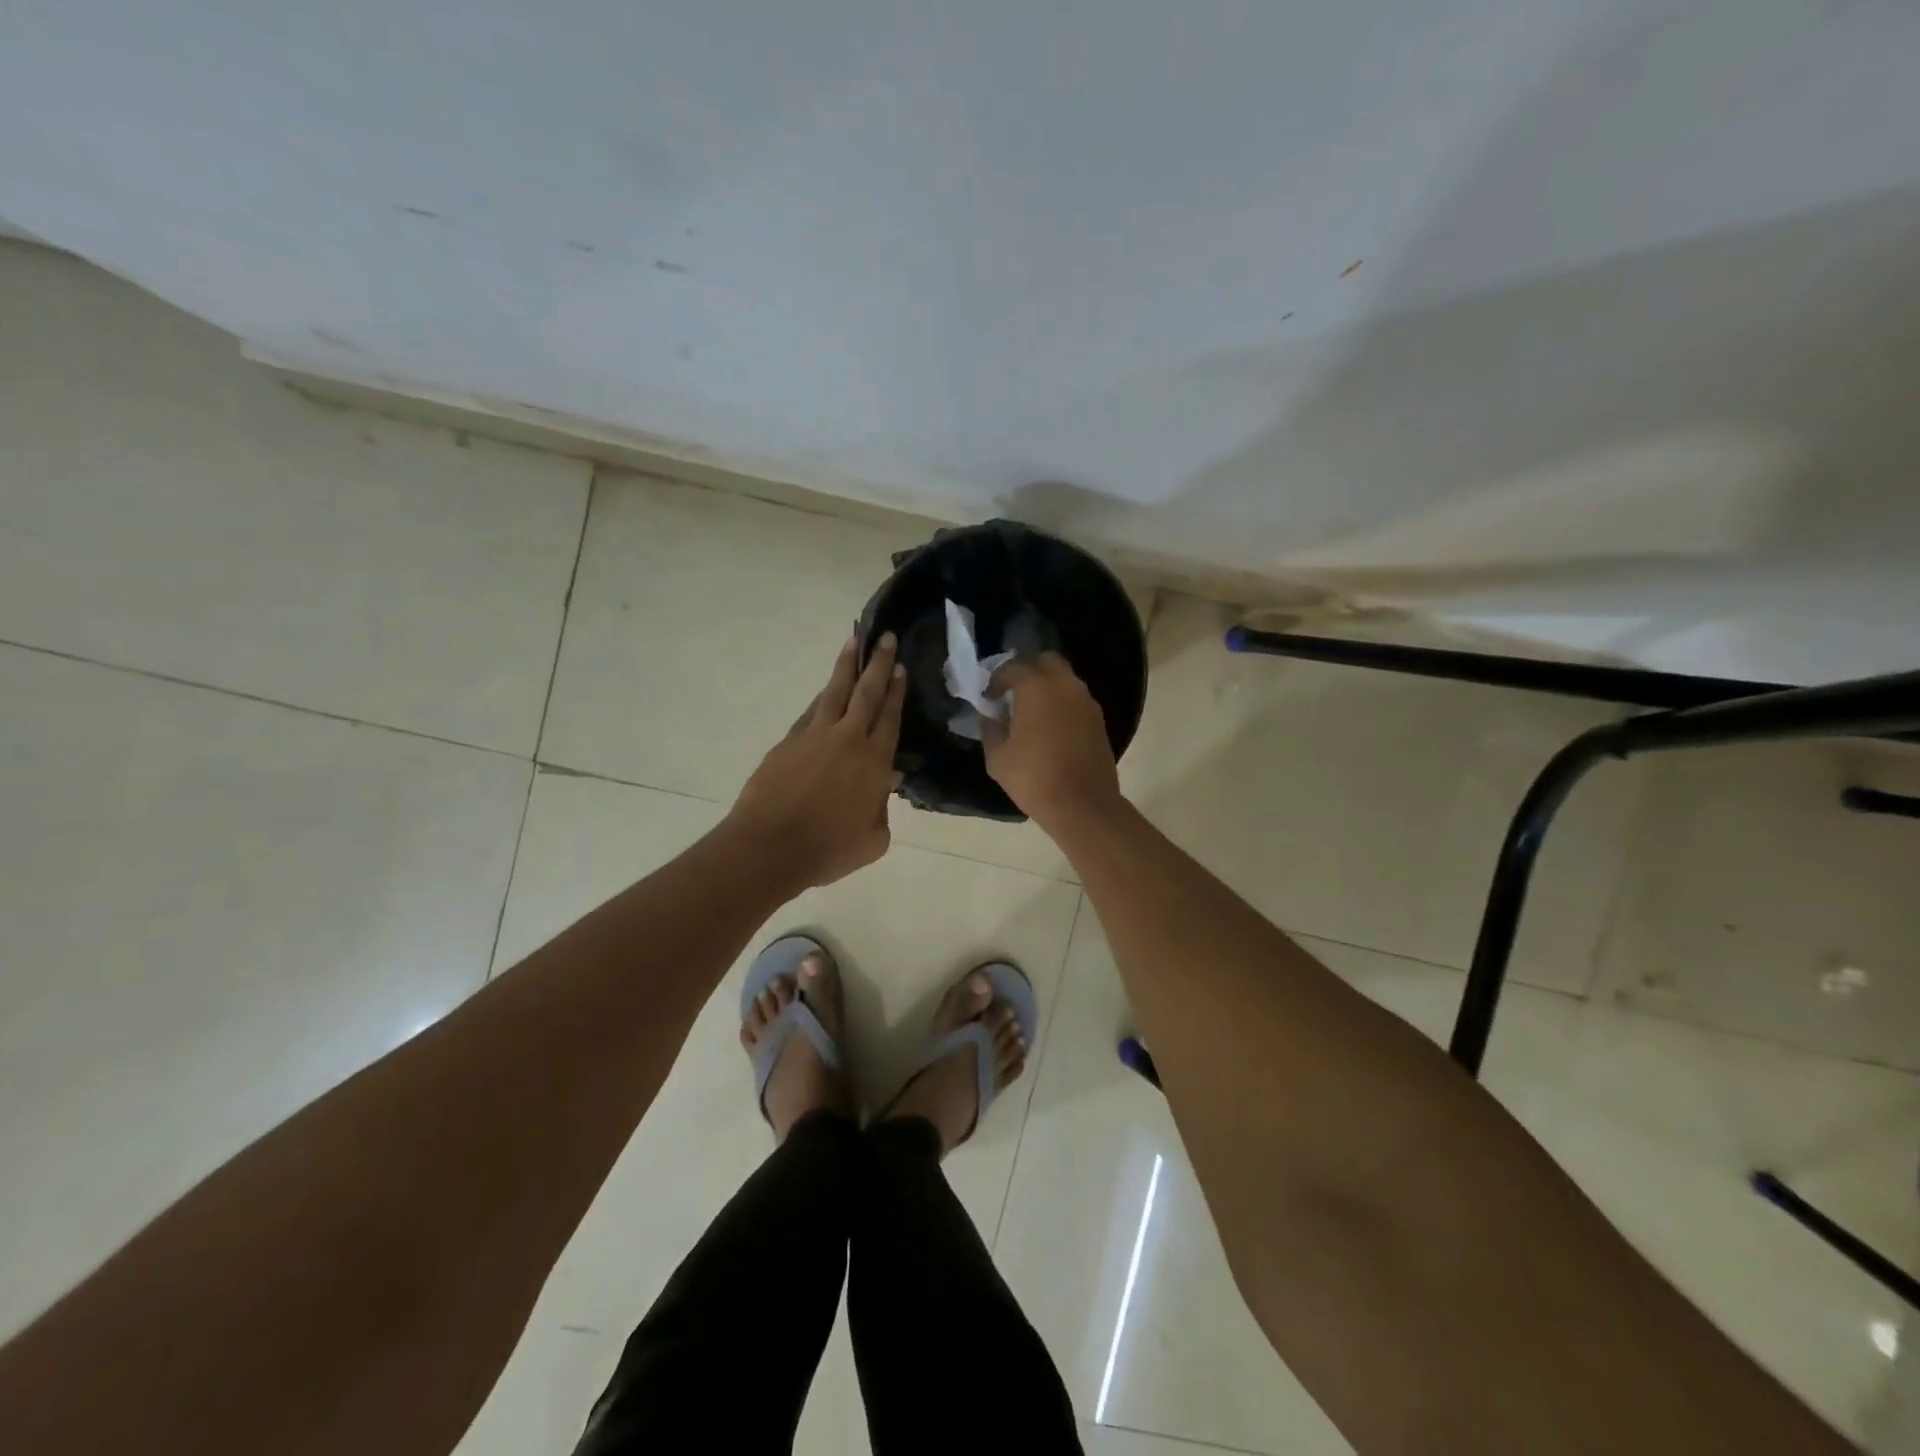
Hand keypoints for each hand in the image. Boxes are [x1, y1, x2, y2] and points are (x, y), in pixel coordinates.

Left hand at [727, 632, 906, 887]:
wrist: (769, 847)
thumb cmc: (828, 849)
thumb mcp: (873, 838)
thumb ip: (882, 808)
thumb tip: (884, 784)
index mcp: (874, 761)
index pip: (890, 717)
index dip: (896, 691)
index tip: (900, 666)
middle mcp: (847, 739)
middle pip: (866, 692)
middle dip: (877, 662)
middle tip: (884, 636)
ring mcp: (813, 736)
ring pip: (834, 692)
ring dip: (845, 665)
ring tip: (852, 641)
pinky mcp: (787, 742)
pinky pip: (811, 711)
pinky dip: (822, 696)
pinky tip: (825, 690)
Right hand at [981, 653, 1121, 825]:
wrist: (1083, 805)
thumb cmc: (1033, 779)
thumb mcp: (997, 757)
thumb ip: (991, 728)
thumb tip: (991, 715)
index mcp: (1037, 688)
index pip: (1013, 668)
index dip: (996, 680)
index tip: (988, 697)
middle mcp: (1066, 685)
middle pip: (1046, 661)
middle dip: (1027, 671)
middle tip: (1013, 693)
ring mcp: (1087, 702)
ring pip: (1064, 679)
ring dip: (1046, 687)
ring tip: (1031, 712)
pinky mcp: (1099, 720)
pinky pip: (1076, 699)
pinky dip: (1061, 703)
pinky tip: (1050, 726)